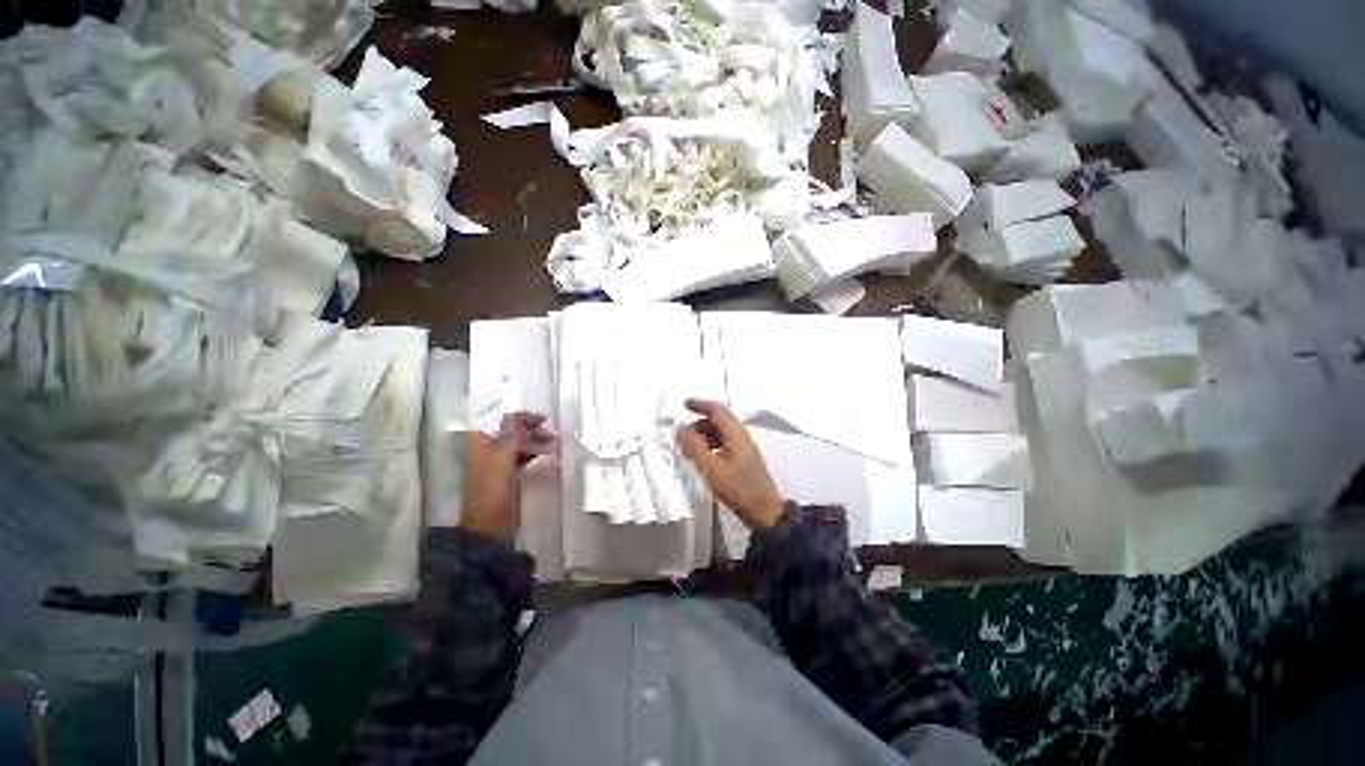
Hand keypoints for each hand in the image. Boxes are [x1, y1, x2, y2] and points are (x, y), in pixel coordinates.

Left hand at [459, 413, 550, 542]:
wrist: (489, 526)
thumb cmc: (492, 490)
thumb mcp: (502, 459)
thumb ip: (512, 437)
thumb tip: (522, 419)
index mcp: (481, 443)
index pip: (502, 420)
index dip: (521, 417)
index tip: (543, 419)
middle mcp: (488, 449)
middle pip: (511, 430)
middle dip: (531, 428)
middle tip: (551, 432)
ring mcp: (498, 463)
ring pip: (519, 443)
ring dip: (535, 439)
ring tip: (554, 442)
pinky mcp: (508, 475)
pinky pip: (522, 457)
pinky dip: (534, 452)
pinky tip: (547, 453)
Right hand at [676, 399, 785, 529]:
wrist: (764, 513)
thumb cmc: (738, 488)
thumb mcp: (711, 468)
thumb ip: (694, 447)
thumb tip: (680, 428)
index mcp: (736, 434)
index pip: (717, 410)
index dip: (700, 404)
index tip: (684, 404)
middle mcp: (741, 436)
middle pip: (719, 420)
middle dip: (699, 421)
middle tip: (681, 431)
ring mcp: (744, 449)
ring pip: (721, 433)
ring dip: (704, 434)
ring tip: (687, 445)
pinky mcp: (743, 460)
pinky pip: (724, 444)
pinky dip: (710, 445)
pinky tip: (701, 457)